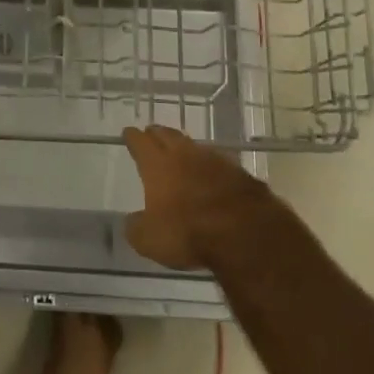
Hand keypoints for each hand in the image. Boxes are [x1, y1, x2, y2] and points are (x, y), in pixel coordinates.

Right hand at [122, 125, 267, 268]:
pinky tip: (210, 172)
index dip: (133, 137)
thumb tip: (133, 221)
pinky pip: (217, 161)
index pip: (140, 143)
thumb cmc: (188, 232)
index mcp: (157, 165)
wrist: (245, 232)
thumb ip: (137, 228)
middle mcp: (183, 154)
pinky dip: (209, 165)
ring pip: (193, 146)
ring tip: (179, 151)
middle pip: (167, 135)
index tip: (128, 132)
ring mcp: (214, 160)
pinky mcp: (238, 171)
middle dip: (157, 134)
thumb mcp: (150, 240)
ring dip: (184, 147)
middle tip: (151, 134)